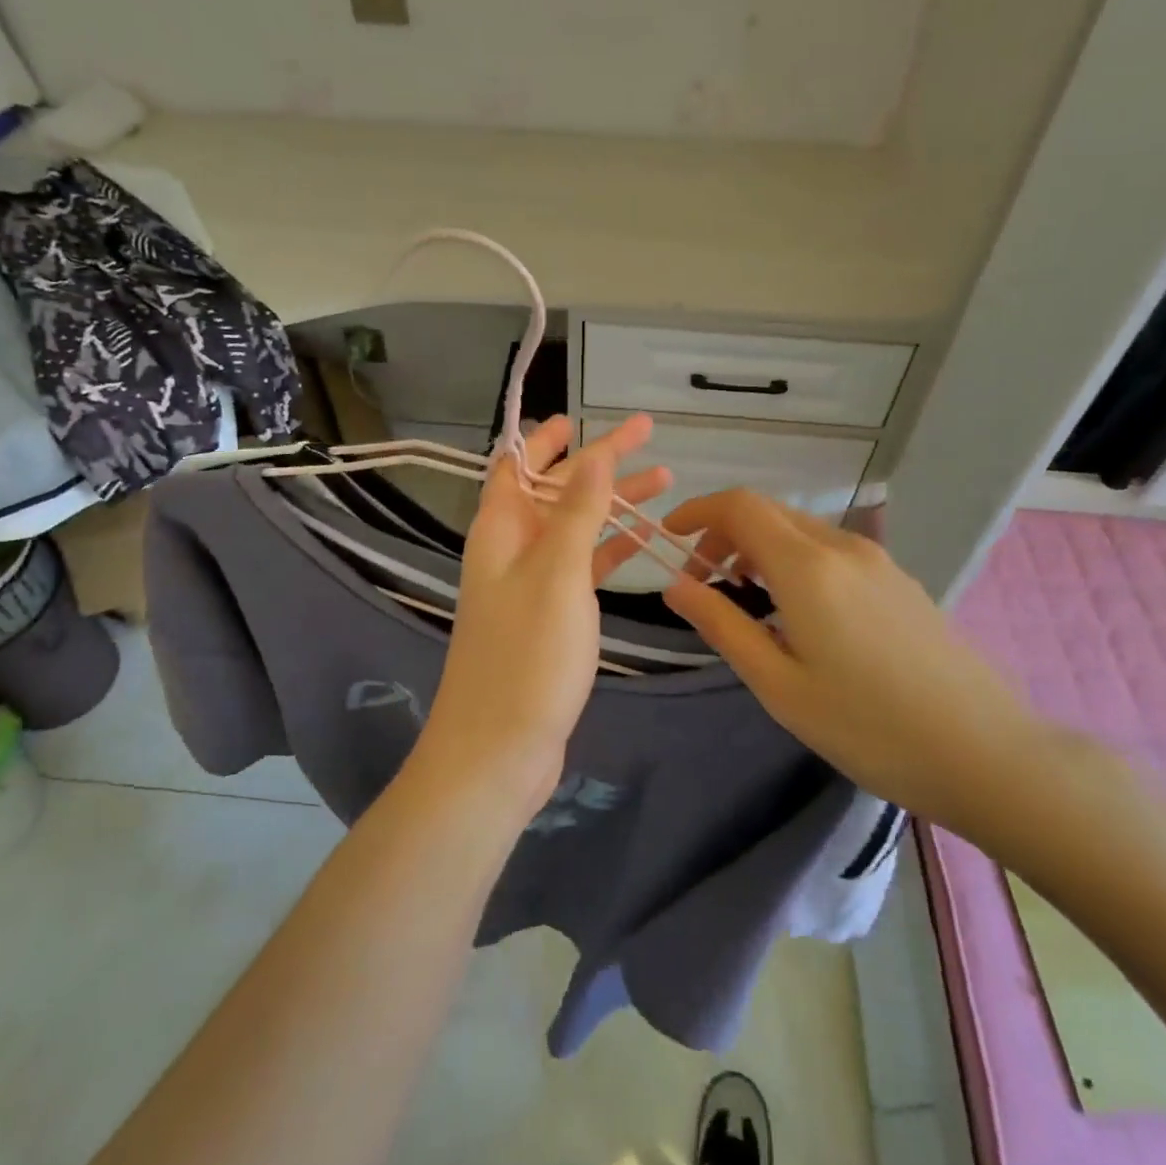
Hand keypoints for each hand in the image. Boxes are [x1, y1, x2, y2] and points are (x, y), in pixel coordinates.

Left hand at [411, 414, 668, 817]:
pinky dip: (612, 549)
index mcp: (501, 528)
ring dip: (613, 503)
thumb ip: (578, 511)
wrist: (499, 750)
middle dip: (599, 462)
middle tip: (650, 438)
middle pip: (556, 490)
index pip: (521, 463)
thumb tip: (592, 452)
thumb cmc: (527, 655)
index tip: (588, 415)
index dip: (551, 437)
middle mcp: (511, 548)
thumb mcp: (557, 573)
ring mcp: (531, 583)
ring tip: (666, 481)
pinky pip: (583, 567)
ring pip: (576, 527)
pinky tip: (647, 540)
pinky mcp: (550, 616)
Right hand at [659, 490, 1040, 834]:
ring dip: (759, 547)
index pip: (740, 506)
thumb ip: (722, 626)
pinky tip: (797, 610)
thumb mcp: (779, 685)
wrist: (988, 754)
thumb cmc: (869, 727)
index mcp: (807, 567)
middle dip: (724, 533)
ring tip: (745, 598)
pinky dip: (794, 560)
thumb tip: (675, 586)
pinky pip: (830, 550)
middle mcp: (841, 548)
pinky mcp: (898, 580)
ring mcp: (877, 561)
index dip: (697, 511)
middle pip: (768, 512)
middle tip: (702, 581)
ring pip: (800, 530)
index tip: (669, 538)